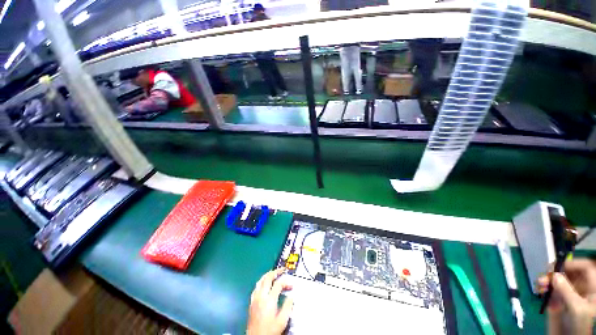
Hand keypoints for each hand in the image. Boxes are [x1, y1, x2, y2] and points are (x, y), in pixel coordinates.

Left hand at [247, 268, 293, 334]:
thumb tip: (291, 296)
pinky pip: (256, 287)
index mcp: (269, 300)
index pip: (278, 284)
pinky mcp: (251, 302)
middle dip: (276, 271)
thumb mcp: (282, 321)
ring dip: (268, 275)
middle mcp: (261, 296)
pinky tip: (264, 284)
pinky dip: (261, 282)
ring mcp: (255, 299)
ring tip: (274, 273)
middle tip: (282, 269)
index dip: (286, 282)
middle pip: (267, 278)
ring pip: (260, 281)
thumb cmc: (270, 331)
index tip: (291, 286)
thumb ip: (288, 306)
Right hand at [538, 259, 595, 334]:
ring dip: (548, 281)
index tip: (557, 265)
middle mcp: (583, 289)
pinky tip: (541, 292)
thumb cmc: (579, 324)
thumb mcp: (576, 308)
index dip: (573, 263)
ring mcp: (572, 296)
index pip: (585, 268)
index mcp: (592, 288)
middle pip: (571, 274)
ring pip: (560, 282)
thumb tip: (554, 275)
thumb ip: (566, 290)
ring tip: (539, 285)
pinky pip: (554, 291)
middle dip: (556, 273)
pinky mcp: (562, 302)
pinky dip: (546, 289)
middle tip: (544, 276)